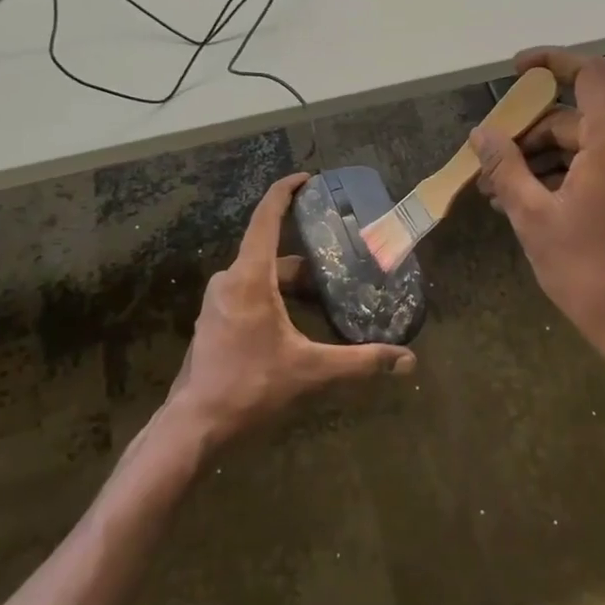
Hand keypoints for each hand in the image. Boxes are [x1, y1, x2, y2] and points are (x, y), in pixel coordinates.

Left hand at [165, 173, 415, 446]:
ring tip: (325, 295)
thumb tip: (408, 361)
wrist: (195, 425)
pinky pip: (248, 293)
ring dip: (290, 282)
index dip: (285, 192)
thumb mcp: (310, 371)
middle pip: (271, 252)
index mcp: (249, 278)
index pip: (266, 218)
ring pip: (260, 276)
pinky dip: (274, 297)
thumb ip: (360, 362)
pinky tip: (297, 322)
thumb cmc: (250, 387)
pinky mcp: (214, 320)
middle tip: (339, 260)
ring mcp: (217, 301)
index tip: (307, 179)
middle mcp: (229, 280)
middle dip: (306, 257)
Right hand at [472, 49, 604, 398]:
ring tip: (497, 191)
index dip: (552, 61)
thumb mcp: (533, 217)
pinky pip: (602, 165)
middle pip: (576, 117)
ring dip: (541, 160)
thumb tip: (481, 134)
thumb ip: (505, 166)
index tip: (516, 71)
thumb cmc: (589, 272)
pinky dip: (566, 175)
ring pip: (586, 144)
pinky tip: (529, 201)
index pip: (590, 73)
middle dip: (527, 135)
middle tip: (486, 164)